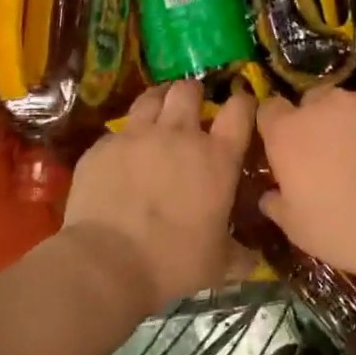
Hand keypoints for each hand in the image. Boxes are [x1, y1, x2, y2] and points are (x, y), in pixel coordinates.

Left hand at [64, 81, 255, 307]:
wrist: (107, 264)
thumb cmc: (174, 263)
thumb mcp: (218, 264)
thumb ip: (238, 255)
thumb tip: (253, 261)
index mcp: (217, 158)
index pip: (240, 110)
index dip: (243, 103)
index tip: (241, 108)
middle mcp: (180, 134)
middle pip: (189, 90)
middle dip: (192, 94)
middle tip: (191, 110)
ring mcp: (137, 135)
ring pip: (151, 97)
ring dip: (158, 102)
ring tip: (157, 115)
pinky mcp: (103, 146)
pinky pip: (118, 130)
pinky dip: (125, 138)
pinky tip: (122, 155)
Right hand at [255, 89, 355, 281]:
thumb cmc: (346, 230)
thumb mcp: (298, 229)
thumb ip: (278, 204)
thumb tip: (270, 195)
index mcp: (290, 132)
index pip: (271, 109)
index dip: (278, 125)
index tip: (287, 146)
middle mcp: (327, 105)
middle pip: (315, 101)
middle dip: (320, 121)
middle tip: (334, 155)